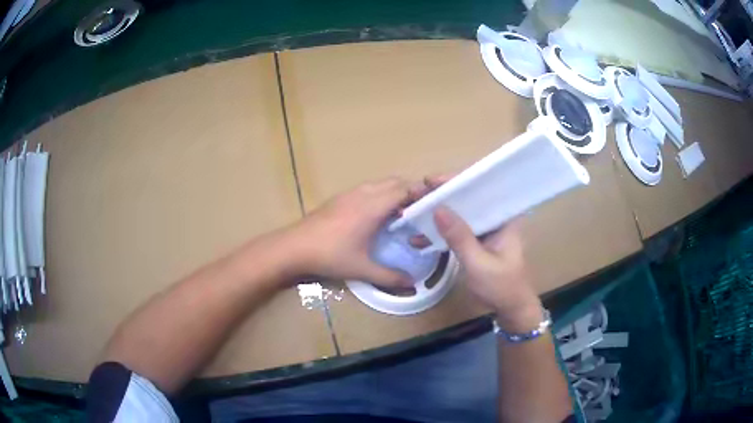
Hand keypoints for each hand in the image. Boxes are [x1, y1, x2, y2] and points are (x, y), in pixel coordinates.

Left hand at [285, 177, 426, 287]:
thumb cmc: (330, 256)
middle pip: (394, 182)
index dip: (421, 193)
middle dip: (410, 191)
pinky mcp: (339, 198)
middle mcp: (363, 194)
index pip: (404, 189)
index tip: (433, 205)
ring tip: (401, 214)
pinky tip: (376, 217)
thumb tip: (412, 284)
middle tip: (420, 211)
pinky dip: (380, 196)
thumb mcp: (362, 269)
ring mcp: (349, 194)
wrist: (293, 247)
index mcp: (372, 207)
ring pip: (380, 184)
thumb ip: (390, 277)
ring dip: (394, 192)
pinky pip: (367, 189)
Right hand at [421, 177, 541, 330]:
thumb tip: (437, 209)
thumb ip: (460, 237)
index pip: (480, 188)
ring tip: (412, 210)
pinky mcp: (476, 240)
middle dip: (440, 195)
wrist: (509, 308)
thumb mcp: (479, 263)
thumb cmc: (501, 285)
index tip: (431, 181)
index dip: (455, 181)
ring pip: (459, 213)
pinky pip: (456, 230)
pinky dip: (440, 232)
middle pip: (466, 198)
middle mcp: (495, 217)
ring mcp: (484, 229)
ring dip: (436, 212)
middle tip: (415, 193)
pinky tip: (419, 237)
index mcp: (504, 216)